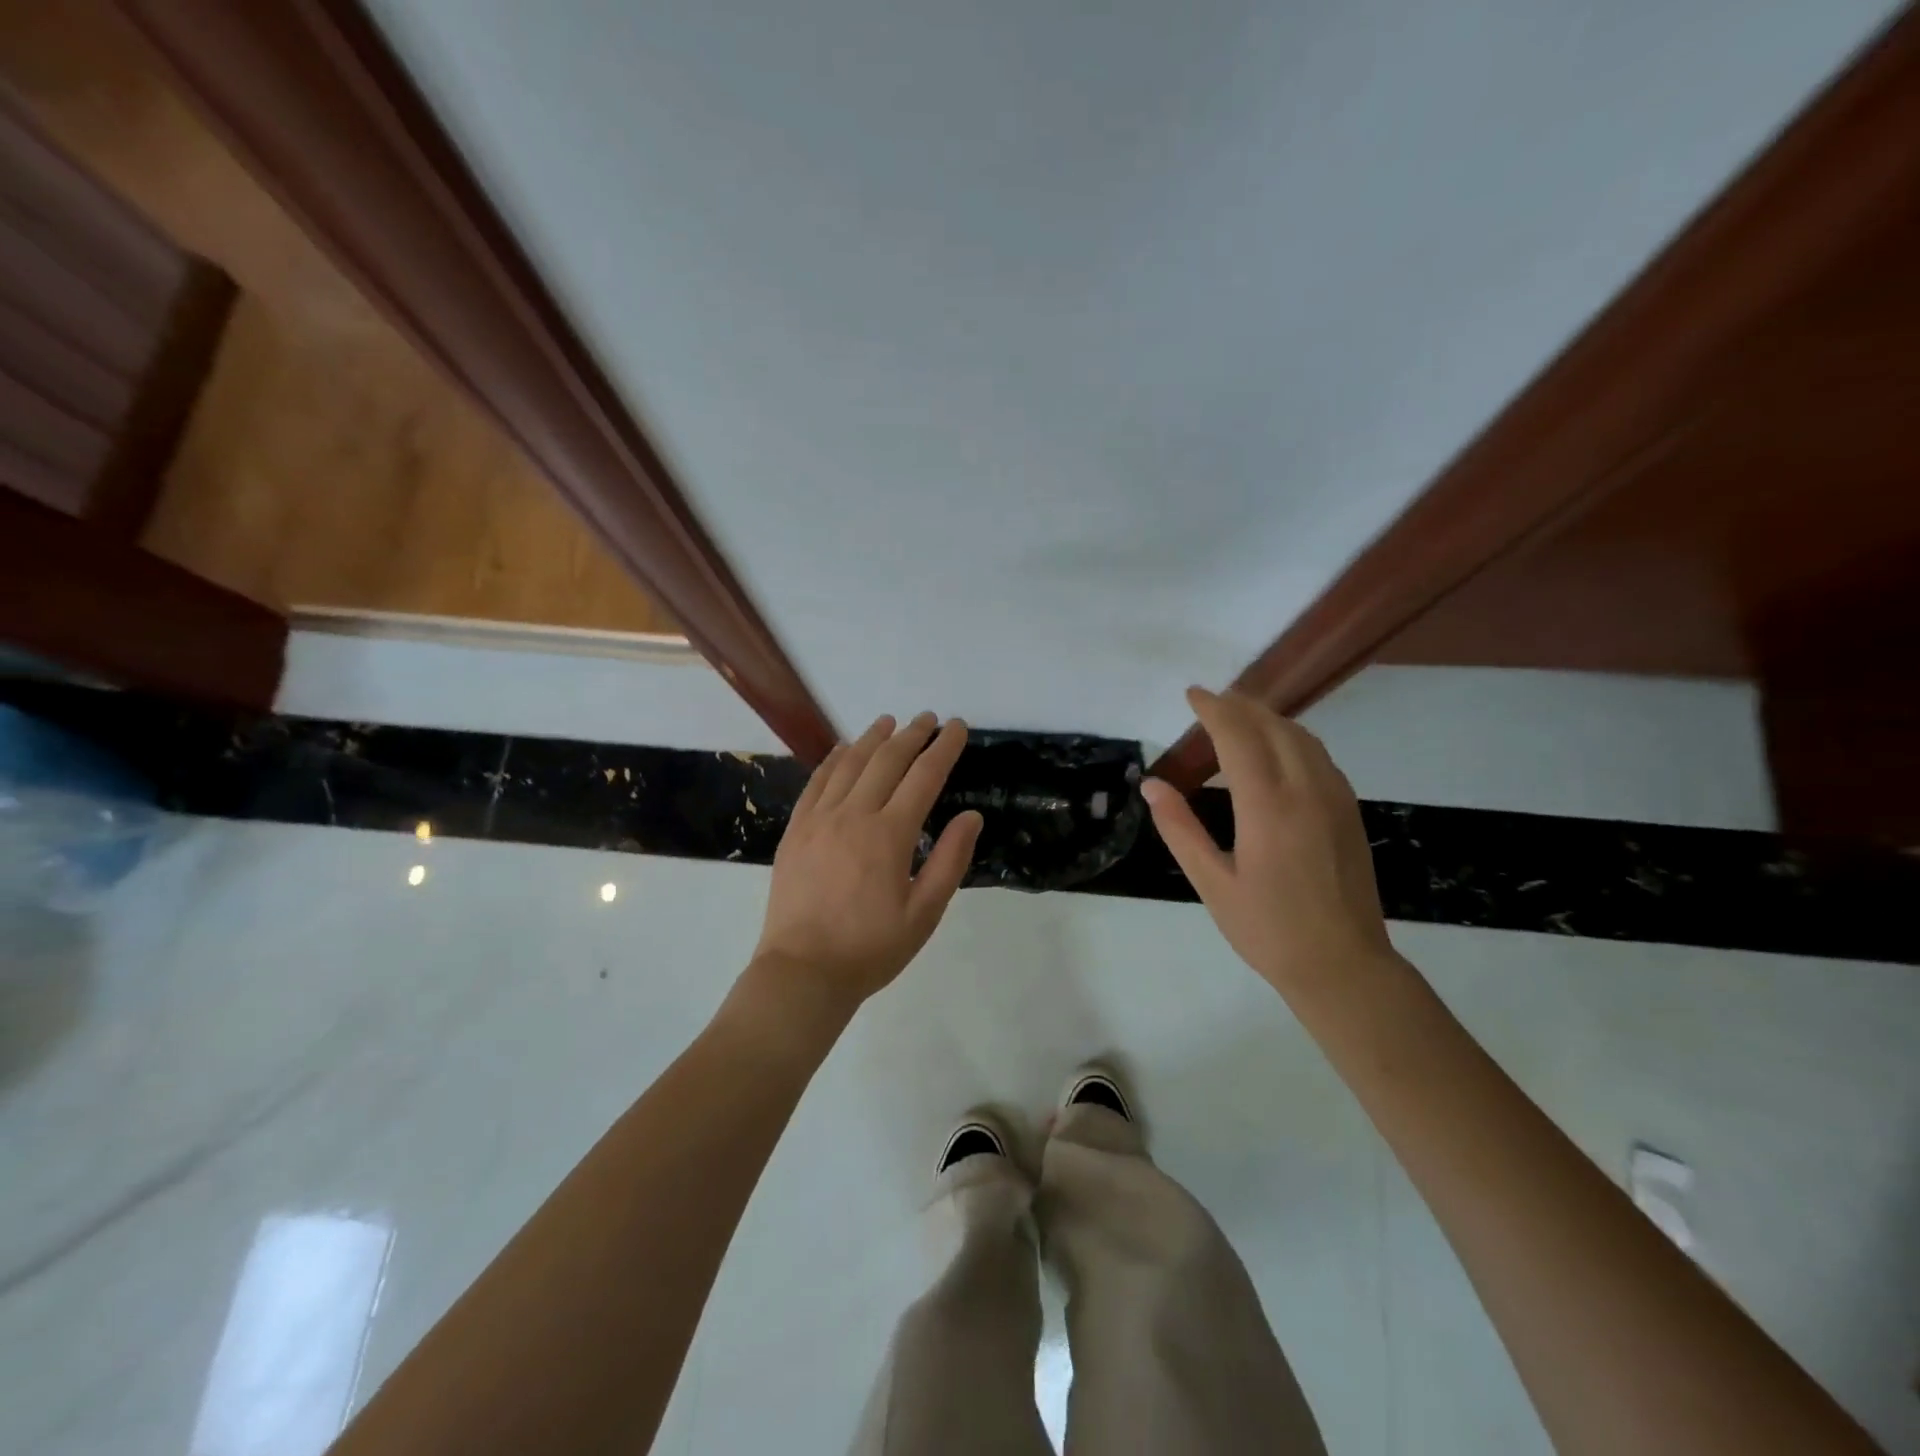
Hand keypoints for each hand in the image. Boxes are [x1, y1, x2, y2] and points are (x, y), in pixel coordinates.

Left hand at [748, 713, 982, 1025]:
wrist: (802, 972)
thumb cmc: (871, 948)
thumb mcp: (924, 913)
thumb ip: (949, 860)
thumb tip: (971, 816)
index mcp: (889, 835)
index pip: (924, 777)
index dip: (944, 748)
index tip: (958, 727)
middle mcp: (853, 815)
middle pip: (887, 760)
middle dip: (912, 735)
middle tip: (929, 719)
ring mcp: (819, 819)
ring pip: (849, 764)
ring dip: (872, 738)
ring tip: (890, 722)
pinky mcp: (795, 830)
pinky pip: (816, 782)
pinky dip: (832, 759)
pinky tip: (842, 749)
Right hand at [1141, 688, 1396, 1000]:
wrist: (1344, 965)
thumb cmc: (1268, 929)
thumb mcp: (1212, 883)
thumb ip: (1180, 829)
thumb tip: (1151, 786)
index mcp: (1268, 807)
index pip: (1238, 736)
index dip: (1213, 709)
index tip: (1191, 694)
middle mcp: (1306, 789)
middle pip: (1273, 725)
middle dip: (1239, 705)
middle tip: (1208, 702)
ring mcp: (1335, 797)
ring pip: (1301, 736)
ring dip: (1267, 718)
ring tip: (1237, 717)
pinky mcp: (1349, 809)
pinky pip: (1318, 755)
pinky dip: (1290, 738)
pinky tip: (1274, 751)